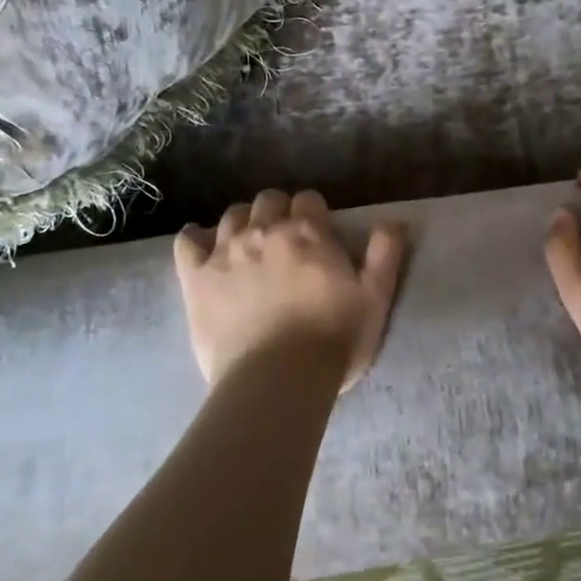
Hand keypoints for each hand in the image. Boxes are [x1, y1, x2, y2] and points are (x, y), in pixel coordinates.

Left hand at [175, 190, 406, 391]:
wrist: (276, 380)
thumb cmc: (332, 339)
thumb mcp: (375, 298)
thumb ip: (385, 254)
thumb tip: (393, 220)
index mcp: (308, 232)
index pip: (309, 199)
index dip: (315, 214)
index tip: (319, 234)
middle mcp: (264, 231)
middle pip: (268, 200)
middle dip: (278, 211)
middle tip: (286, 240)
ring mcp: (225, 252)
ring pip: (231, 215)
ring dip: (244, 223)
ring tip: (250, 246)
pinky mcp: (195, 278)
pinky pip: (186, 241)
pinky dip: (195, 238)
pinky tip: (202, 247)